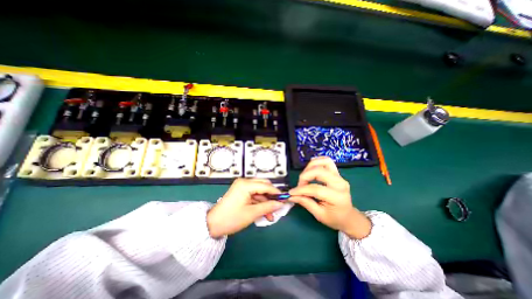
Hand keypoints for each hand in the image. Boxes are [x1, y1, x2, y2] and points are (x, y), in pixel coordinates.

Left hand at [206, 179, 283, 239]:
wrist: (212, 224)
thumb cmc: (232, 218)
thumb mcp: (252, 213)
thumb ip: (268, 206)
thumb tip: (280, 204)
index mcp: (246, 184)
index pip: (266, 185)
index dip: (276, 192)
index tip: (285, 199)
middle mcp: (244, 182)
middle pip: (263, 186)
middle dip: (271, 196)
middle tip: (278, 206)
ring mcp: (242, 187)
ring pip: (259, 192)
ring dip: (265, 202)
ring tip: (271, 215)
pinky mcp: (240, 192)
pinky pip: (253, 195)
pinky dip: (259, 203)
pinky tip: (264, 213)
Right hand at [290, 158, 370, 238]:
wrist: (348, 216)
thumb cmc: (334, 218)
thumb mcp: (319, 215)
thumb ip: (306, 203)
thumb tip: (292, 195)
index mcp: (337, 197)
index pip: (316, 189)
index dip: (301, 190)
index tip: (291, 192)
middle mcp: (340, 183)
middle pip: (319, 171)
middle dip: (305, 176)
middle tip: (300, 185)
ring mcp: (339, 176)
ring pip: (324, 162)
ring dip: (310, 166)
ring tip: (305, 176)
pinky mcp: (337, 173)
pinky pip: (327, 161)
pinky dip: (317, 162)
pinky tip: (311, 169)